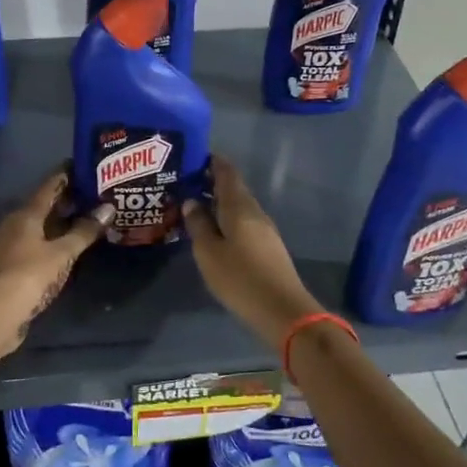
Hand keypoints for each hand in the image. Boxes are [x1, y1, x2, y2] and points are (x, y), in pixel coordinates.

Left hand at [0, 171, 113, 356]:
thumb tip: (108, 208)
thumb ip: (84, 231)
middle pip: (47, 205)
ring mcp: (14, 247)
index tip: (89, 163)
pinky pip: (41, 245)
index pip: (50, 184)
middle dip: (71, 198)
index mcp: (26, 214)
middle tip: (100, 192)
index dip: (68, 173)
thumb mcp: (61, 253)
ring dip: (65, 222)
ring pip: (44, 226)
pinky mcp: (16, 268)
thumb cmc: (28, 276)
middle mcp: (17, 225)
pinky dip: (58, 241)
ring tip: (93, 217)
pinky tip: (74, 246)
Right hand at [182, 157, 322, 350]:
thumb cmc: (240, 278)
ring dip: (218, 201)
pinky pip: (243, 221)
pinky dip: (226, 218)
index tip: (191, 156)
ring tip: (193, 205)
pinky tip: (213, 229)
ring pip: (238, 206)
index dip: (210, 161)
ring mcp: (264, 229)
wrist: (282, 310)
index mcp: (239, 206)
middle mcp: (254, 211)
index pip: (226, 171)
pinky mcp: (267, 246)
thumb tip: (191, 200)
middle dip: (210, 181)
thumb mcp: (209, 252)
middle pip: (233, 187)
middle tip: (184, 182)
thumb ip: (198, 224)